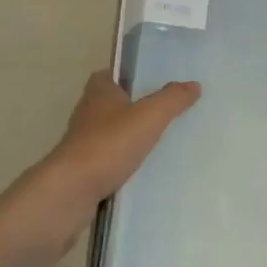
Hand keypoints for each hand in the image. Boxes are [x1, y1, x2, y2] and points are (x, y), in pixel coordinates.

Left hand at [47, 71, 200, 204]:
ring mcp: (81, 143)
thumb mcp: (149, 116)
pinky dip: (120, 163)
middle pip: (109, 104)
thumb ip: (172, 99)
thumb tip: (194, 84)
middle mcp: (86, 113)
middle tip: (160, 113)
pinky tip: (139, 172)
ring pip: (107, 133)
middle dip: (130, 108)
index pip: (109, 75)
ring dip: (125, 137)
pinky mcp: (80, 170)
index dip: (126, 76)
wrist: (72, 191)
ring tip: (156, 143)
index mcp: (98, 92)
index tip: (149, 83)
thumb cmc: (109, 143)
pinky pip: (105, 161)